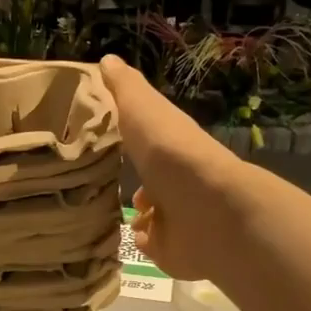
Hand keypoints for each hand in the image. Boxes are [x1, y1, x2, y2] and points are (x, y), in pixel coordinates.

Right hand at [100, 54, 241, 280]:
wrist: (207, 212)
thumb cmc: (171, 154)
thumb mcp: (142, 108)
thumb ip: (124, 88)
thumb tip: (107, 59)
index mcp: (173, 146)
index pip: (150, 140)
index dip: (131, 139)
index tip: (104, 139)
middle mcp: (178, 181)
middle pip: (153, 179)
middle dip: (135, 180)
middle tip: (103, 180)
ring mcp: (178, 218)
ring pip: (153, 214)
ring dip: (138, 212)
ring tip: (116, 209)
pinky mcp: (172, 250)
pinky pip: (152, 244)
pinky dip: (142, 238)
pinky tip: (130, 233)